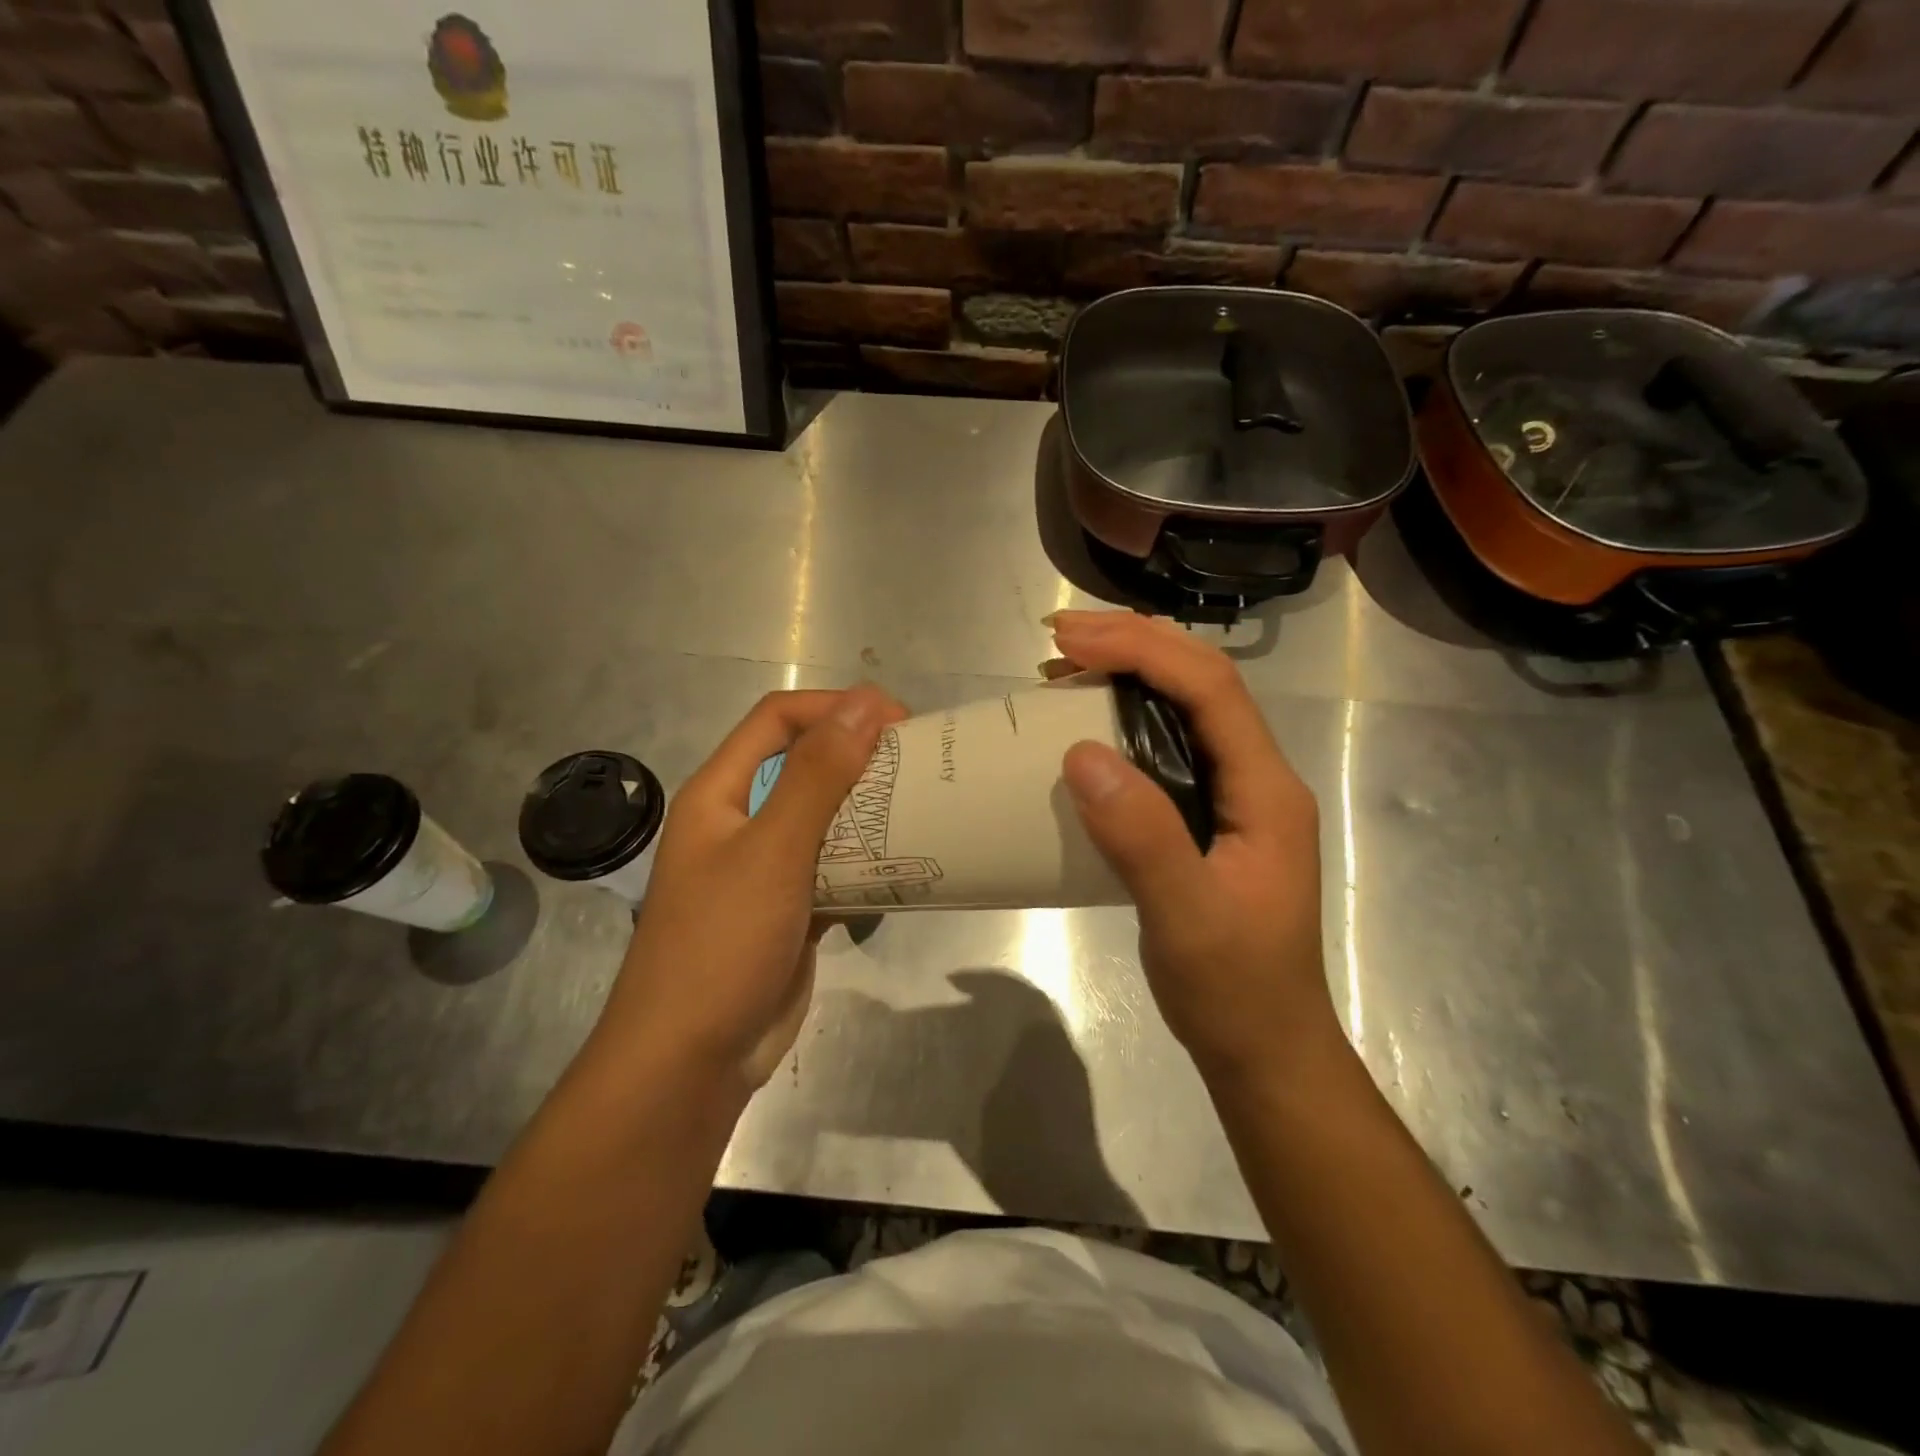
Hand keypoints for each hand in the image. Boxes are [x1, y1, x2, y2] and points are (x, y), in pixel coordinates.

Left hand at [595, 685, 907, 1093]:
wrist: (690, 1062)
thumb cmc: (721, 943)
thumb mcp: (772, 850)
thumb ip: (817, 776)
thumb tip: (864, 703)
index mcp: (720, 793)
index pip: (778, 719)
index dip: (835, 707)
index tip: (897, 719)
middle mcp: (740, 822)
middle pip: (805, 766)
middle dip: (860, 758)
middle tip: (921, 764)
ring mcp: (765, 869)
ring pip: (825, 820)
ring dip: (870, 812)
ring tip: (925, 808)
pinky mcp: (790, 910)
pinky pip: (834, 869)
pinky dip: (867, 862)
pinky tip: (907, 866)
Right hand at [1049, 611, 1342, 1081]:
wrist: (1264, 1050)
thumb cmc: (1234, 991)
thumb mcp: (1187, 919)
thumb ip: (1143, 837)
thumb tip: (1080, 753)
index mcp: (1265, 789)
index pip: (1210, 688)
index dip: (1142, 649)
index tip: (1070, 641)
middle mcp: (1256, 778)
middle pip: (1202, 682)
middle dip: (1134, 645)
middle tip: (1058, 640)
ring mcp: (1233, 797)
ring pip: (1185, 708)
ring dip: (1129, 675)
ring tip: (1063, 669)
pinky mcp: (1207, 817)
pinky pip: (1168, 746)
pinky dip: (1123, 721)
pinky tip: (1085, 730)